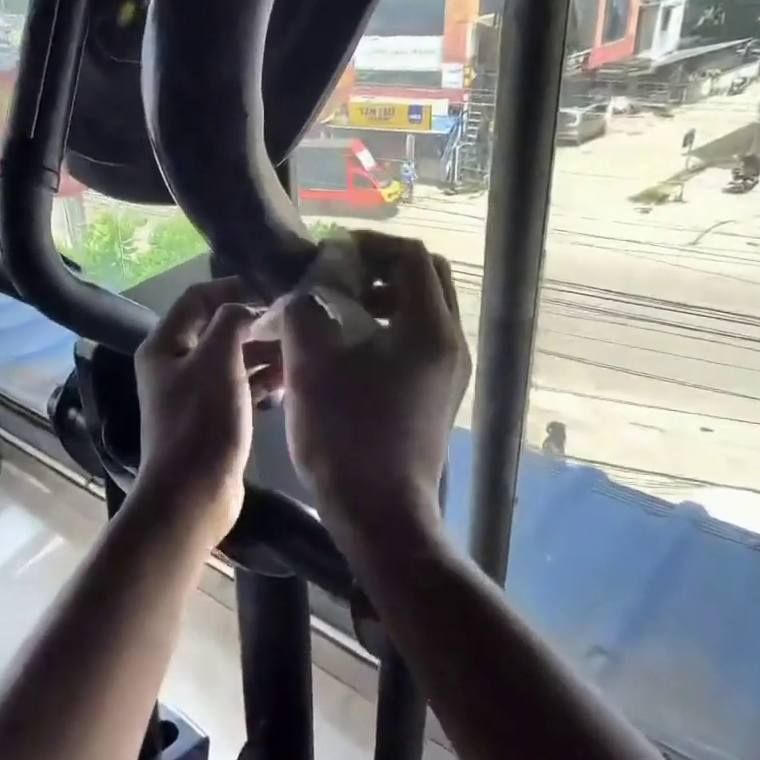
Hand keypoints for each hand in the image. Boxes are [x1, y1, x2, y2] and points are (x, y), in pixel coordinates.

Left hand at [131, 277, 281, 546]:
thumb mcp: (217, 360)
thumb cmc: (201, 421)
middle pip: (217, 327)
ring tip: (299, 349)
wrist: (193, 494)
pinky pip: (240, 385)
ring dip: (263, 351)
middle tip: (294, 321)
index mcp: (165, 344)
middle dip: (254, 322)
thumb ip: (232, 322)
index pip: (197, 298)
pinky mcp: (214, 416)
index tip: (271, 291)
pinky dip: (262, 379)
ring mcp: (195, 391)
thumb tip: (249, 308)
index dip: (232, 288)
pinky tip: (290, 380)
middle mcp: (176, 363)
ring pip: (233, 357)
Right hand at [282, 232, 468, 534]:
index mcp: (429, 328)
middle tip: (336, 279)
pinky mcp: (436, 396)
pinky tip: (346, 352)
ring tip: (336, 314)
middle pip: (423, 279)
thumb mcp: (312, 361)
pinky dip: (385, 330)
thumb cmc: (345, 434)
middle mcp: (451, 343)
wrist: (379, 514)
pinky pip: (415, 342)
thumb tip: (314, 278)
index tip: (327, 255)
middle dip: (378, 269)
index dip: (366, 245)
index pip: (409, 256)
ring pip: (420, 311)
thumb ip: (309, 305)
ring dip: (380, 300)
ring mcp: (447, 373)